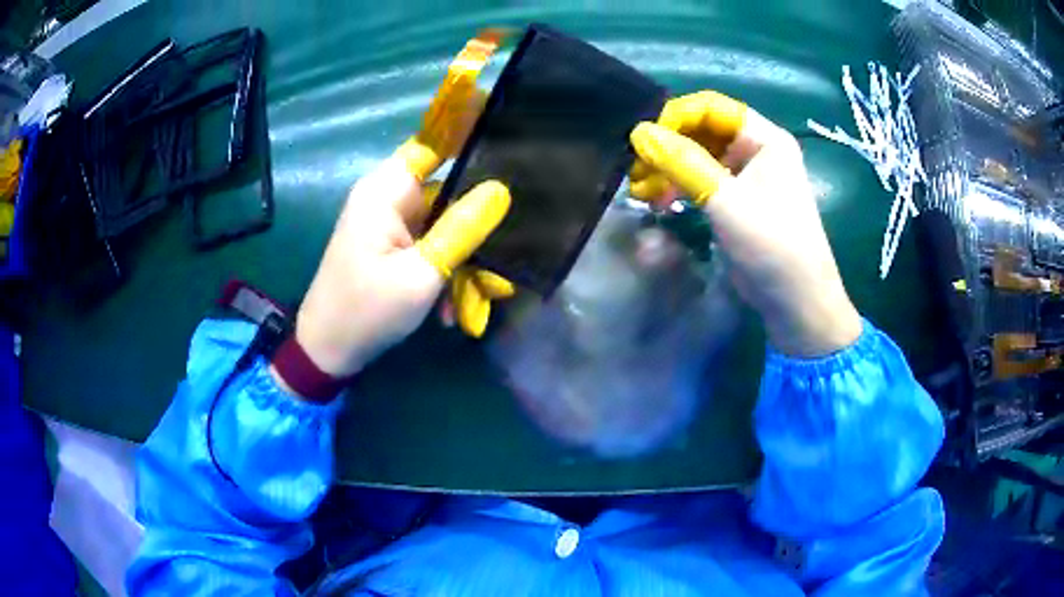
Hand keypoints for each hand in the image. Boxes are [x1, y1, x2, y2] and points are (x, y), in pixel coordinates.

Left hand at [290, 158, 509, 380]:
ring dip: (460, 257)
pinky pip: (429, 244)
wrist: (328, 351)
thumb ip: (462, 229)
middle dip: (474, 220)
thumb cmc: (368, 310)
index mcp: (386, 191)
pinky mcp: (391, 244)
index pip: (432, 142)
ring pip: (442, 222)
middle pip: (445, 187)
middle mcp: (387, 198)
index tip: (510, 137)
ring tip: (478, 294)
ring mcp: (389, 222)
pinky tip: (449, 307)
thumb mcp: (422, 273)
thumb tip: (500, 190)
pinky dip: (443, 269)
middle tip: (507, 245)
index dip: (467, 133)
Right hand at [629, 91, 860, 356]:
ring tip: (642, 193)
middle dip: (668, 148)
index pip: (711, 108)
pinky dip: (681, 188)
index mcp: (765, 139)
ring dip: (670, 170)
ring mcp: (748, 176)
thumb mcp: (726, 202)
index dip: (675, 117)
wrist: (797, 302)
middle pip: (703, 132)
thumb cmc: (771, 245)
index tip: (642, 139)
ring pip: (700, 158)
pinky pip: (704, 181)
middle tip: (636, 171)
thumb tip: (639, 132)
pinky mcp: (739, 201)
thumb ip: (683, 163)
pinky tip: (660, 203)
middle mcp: (757, 150)